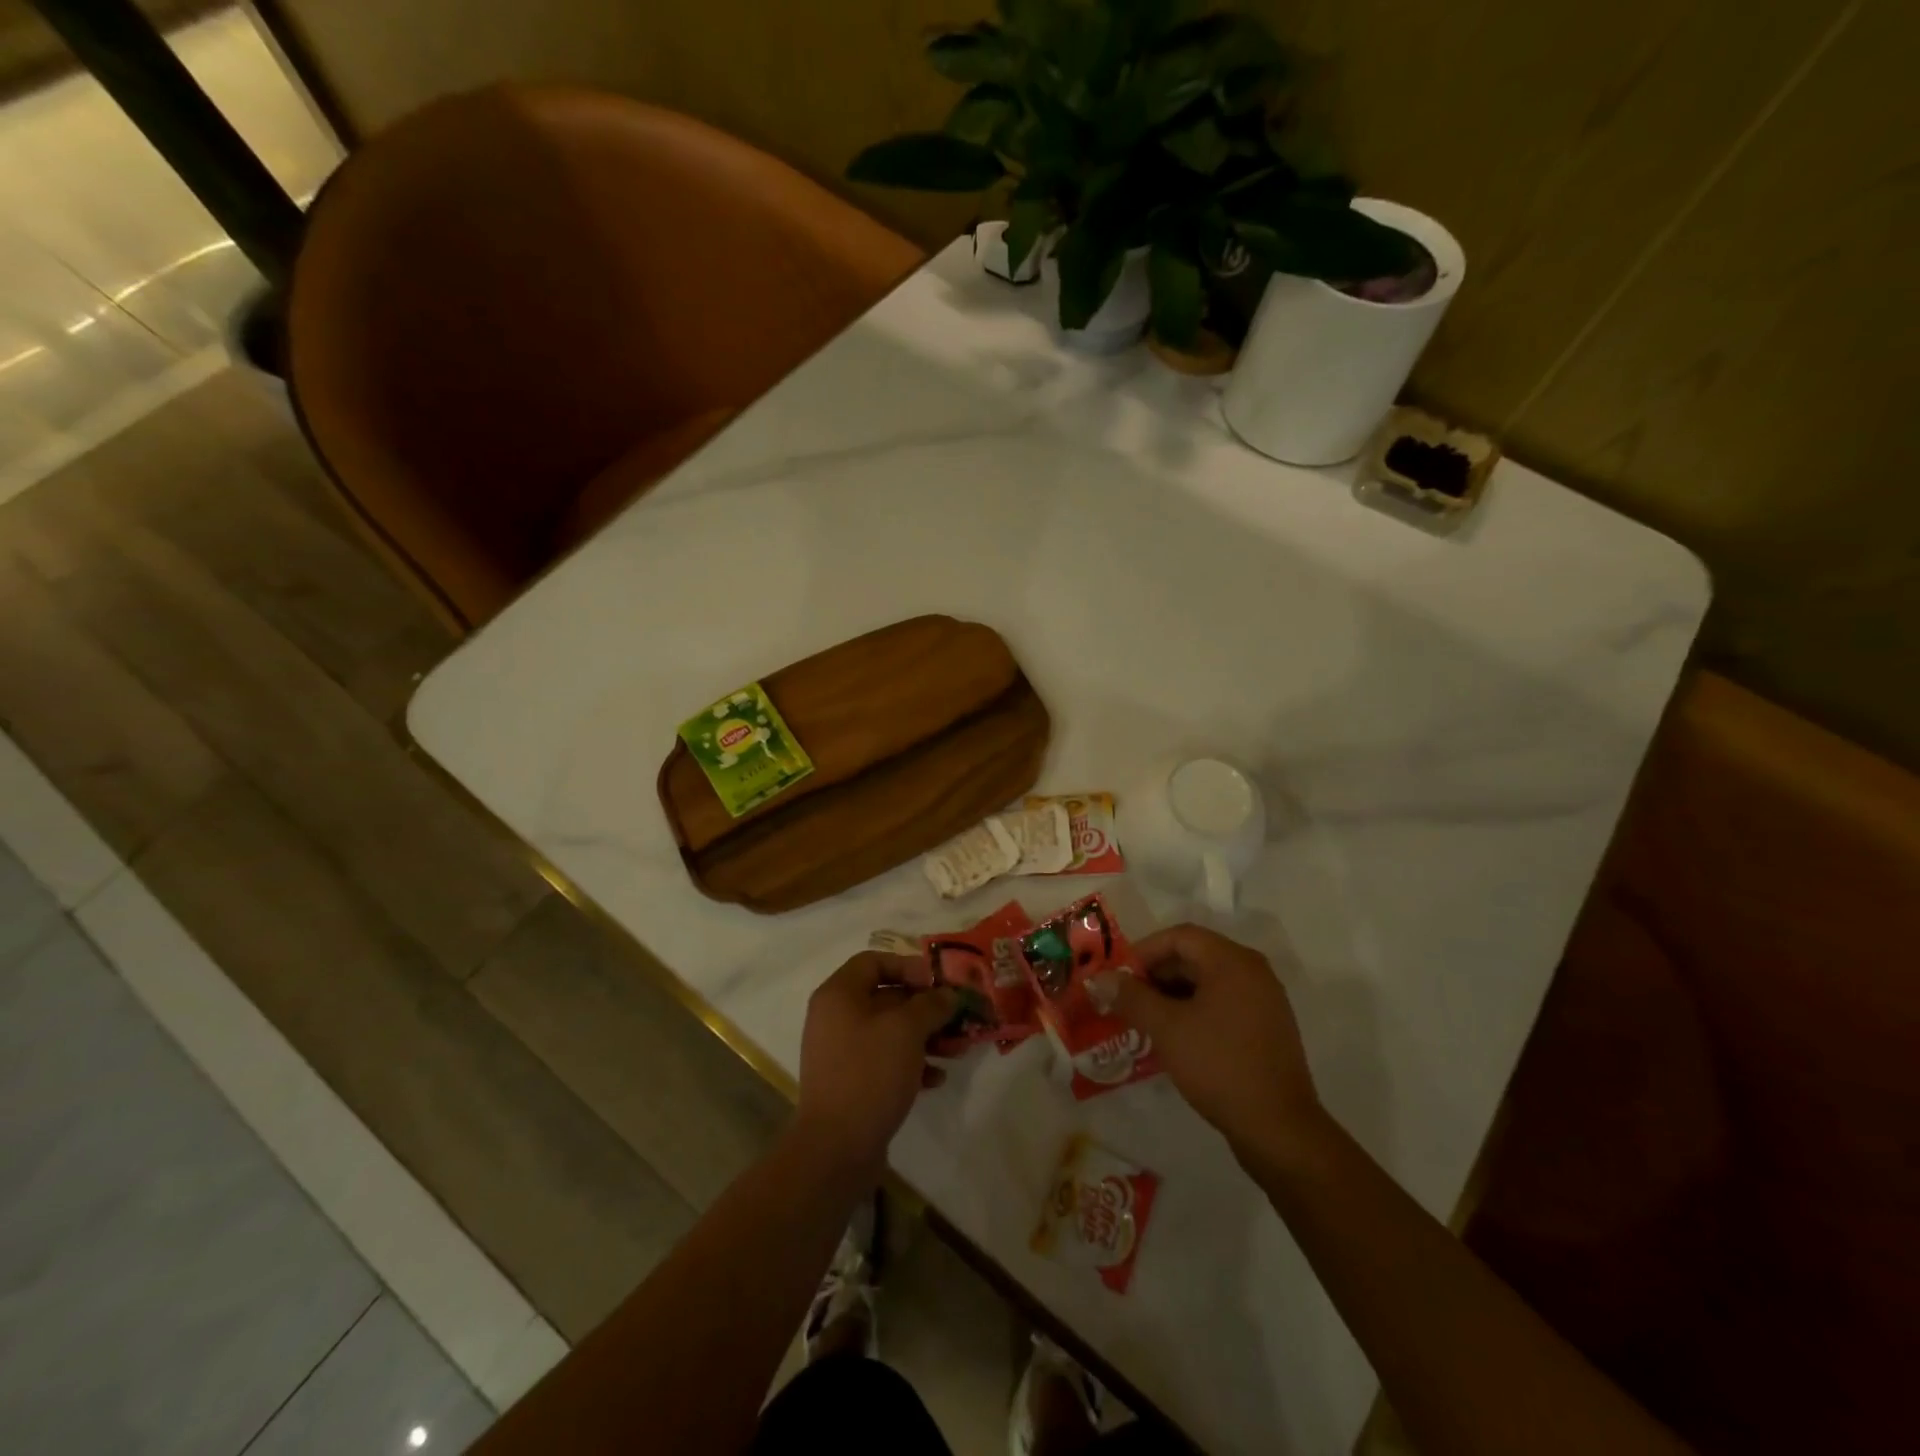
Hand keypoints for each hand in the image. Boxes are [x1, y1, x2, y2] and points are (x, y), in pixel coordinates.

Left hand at [795, 952, 957, 1175]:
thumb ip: (931, 1005)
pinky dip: (912, 1063)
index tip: (938, 984)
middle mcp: (836, 1018)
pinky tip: (936, 1079)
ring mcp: (842, 1052)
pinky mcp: (852, 1082)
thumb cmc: (869, 1073)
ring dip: (925, 1036)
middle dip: (926, 1007)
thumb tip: (947, 995)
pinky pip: (885, 1060)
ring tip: (957, 1049)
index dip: (908, 966)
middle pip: (886, 997)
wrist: (835, 1149)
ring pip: (890, 1031)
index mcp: (839, 995)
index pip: (874, 961)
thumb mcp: (906, 1030)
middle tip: (958, 1017)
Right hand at [1100, 924, 1322, 1166]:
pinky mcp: (1266, 1029)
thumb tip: (1099, 979)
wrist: (1279, 1129)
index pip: (1180, 936)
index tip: (1118, 975)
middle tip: (1125, 998)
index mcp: (1233, 961)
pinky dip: (1194, 1011)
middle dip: (1155, 974)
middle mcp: (1253, 972)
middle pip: (1194, 957)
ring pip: (1207, 982)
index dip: (1144, 951)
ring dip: (1172, 995)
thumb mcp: (1166, 1028)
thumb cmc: (1219, 1065)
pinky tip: (1173, 1036)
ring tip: (1143, 1019)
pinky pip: (1222, 1004)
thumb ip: (1130, 997)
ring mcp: (1264, 1001)